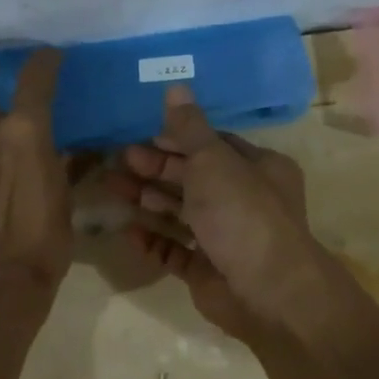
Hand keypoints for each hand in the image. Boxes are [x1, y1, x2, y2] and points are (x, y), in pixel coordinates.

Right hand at [107, 86, 320, 340]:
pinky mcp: (208, 271)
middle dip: (156, 169)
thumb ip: (189, 128)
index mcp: (257, 169)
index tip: (140, 134)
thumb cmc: (242, 214)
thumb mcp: (214, 161)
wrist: (267, 292)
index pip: (212, 146)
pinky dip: (154, 241)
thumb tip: (175, 86)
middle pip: (193, 179)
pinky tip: (127, 232)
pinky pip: (176, 252)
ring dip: (148, 201)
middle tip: (118, 161)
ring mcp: (225, 238)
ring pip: (180, 214)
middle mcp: (243, 201)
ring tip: (112, 189)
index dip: (177, 139)